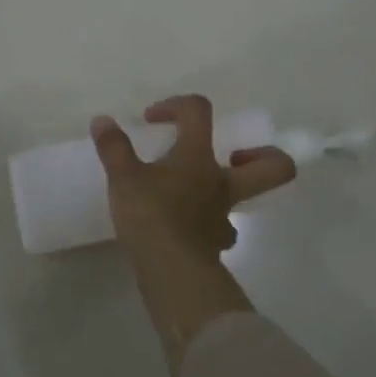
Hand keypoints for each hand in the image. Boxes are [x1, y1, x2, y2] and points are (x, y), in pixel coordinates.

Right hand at [91, 95, 295, 267]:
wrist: (170, 270)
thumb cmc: (150, 214)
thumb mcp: (123, 177)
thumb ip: (113, 147)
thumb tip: (102, 121)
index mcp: (198, 156)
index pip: (199, 112)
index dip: (176, 105)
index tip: (152, 120)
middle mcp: (220, 182)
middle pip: (273, 167)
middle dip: (264, 154)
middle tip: (233, 154)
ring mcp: (223, 216)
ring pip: (243, 199)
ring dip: (226, 191)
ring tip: (195, 192)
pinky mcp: (215, 244)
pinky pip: (220, 229)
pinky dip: (207, 224)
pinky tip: (187, 228)